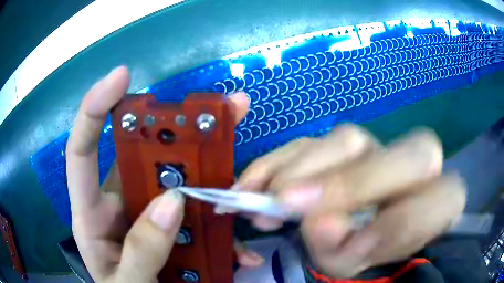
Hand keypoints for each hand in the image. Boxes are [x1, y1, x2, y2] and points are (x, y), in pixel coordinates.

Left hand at [66, 67, 258, 281]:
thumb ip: (140, 251)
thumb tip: (171, 202)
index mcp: (91, 215)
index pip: (82, 150)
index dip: (95, 109)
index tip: (121, 77)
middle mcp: (118, 205)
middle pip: (142, 156)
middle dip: (175, 130)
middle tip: (218, 109)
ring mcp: (149, 216)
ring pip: (177, 181)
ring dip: (208, 173)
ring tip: (236, 155)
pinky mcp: (175, 231)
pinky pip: (200, 217)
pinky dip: (222, 227)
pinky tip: (242, 248)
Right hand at [238, 124, 466, 277]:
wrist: (351, 230)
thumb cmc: (362, 255)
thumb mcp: (356, 263)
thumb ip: (347, 250)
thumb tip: (319, 223)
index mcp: (434, 201)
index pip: (445, 198)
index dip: (406, 222)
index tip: (355, 246)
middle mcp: (414, 167)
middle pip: (413, 154)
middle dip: (355, 184)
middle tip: (291, 205)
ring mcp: (376, 147)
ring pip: (349, 140)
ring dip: (304, 172)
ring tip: (264, 202)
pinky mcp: (339, 144)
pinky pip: (311, 141)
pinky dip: (278, 162)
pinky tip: (253, 184)